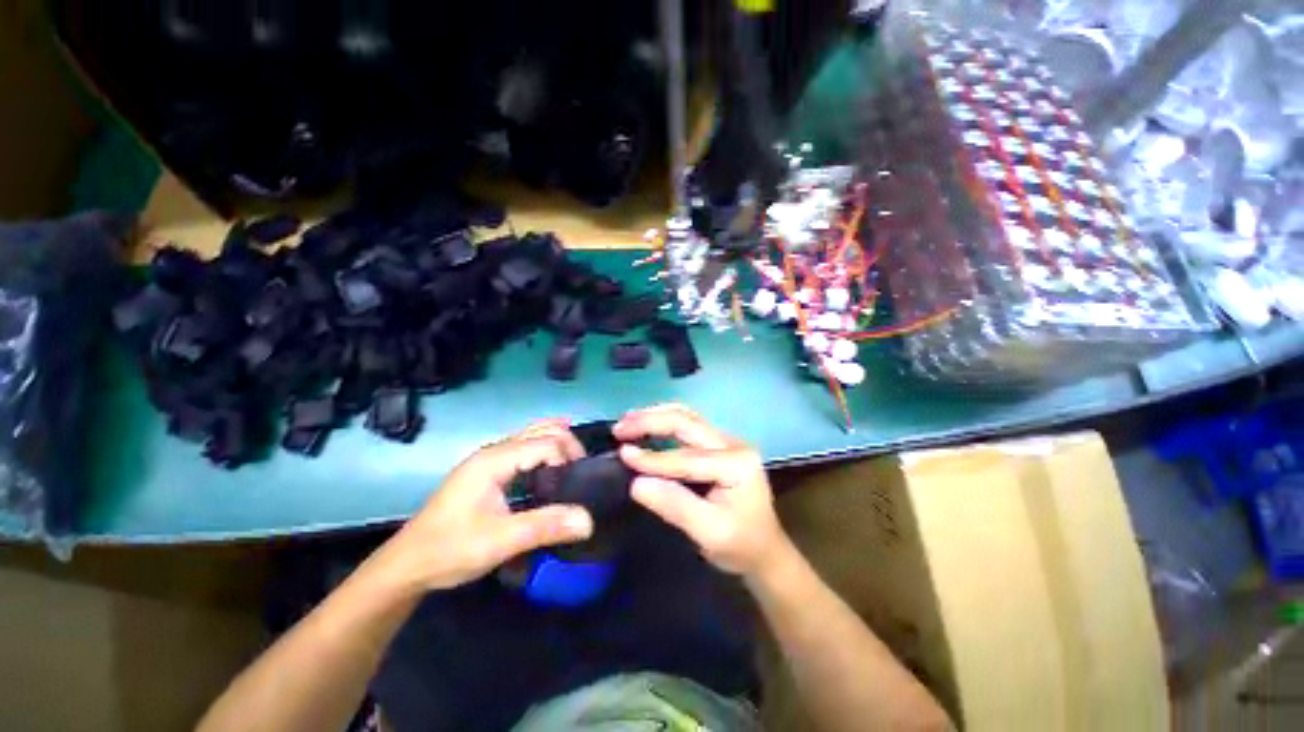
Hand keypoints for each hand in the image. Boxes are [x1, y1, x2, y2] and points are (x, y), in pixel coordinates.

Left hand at [367, 420, 593, 595]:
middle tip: (584, 470)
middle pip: (540, 430)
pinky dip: (544, 447)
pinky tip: (554, 457)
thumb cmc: (450, 550)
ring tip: (577, 462)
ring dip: (557, 442)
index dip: (568, 457)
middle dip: (567, 443)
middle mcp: (493, 451)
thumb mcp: (499, 541)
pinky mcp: (487, 471)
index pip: (546, 442)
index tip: (581, 483)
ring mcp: (488, 459)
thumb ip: (545, 527)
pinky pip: (523, 448)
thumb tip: (588, 520)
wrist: (407, 566)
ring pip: (531, 436)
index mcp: (495, 460)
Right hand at [614, 404, 789, 577]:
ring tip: (628, 420)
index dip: (653, 457)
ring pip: (687, 417)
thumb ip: (675, 506)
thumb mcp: (709, 533)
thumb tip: (636, 484)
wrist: (765, 550)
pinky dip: (664, 422)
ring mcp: (726, 441)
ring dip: (656, 416)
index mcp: (736, 463)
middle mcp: (733, 444)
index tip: (622, 454)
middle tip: (619, 428)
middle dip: (650, 421)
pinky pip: (688, 426)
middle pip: (687, 423)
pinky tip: (646, 425)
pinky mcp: (718, 445)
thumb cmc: (741, 546)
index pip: (687, 457)